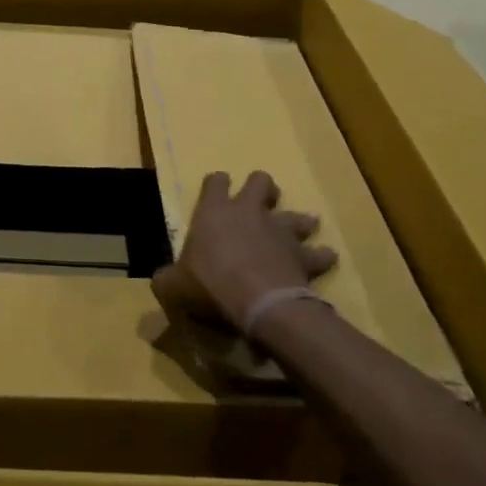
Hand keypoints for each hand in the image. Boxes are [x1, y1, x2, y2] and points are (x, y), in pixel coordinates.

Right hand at [151, 171, 336, 334]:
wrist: (259, 303)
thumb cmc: (210, 286)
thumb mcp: (173, 286)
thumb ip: (167, 279)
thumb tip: (162, 281)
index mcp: (214, 212)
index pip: (215, 181)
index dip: (216, 183)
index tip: (216, 190)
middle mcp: (249, 212)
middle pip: (261, 182)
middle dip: (263, 188)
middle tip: (262, 202)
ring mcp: (280, 231)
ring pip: (297, 215)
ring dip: (299, 221)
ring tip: (301, 229)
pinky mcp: (303, 256)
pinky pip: (319, 253)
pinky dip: (321, 257)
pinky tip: (323, 260)